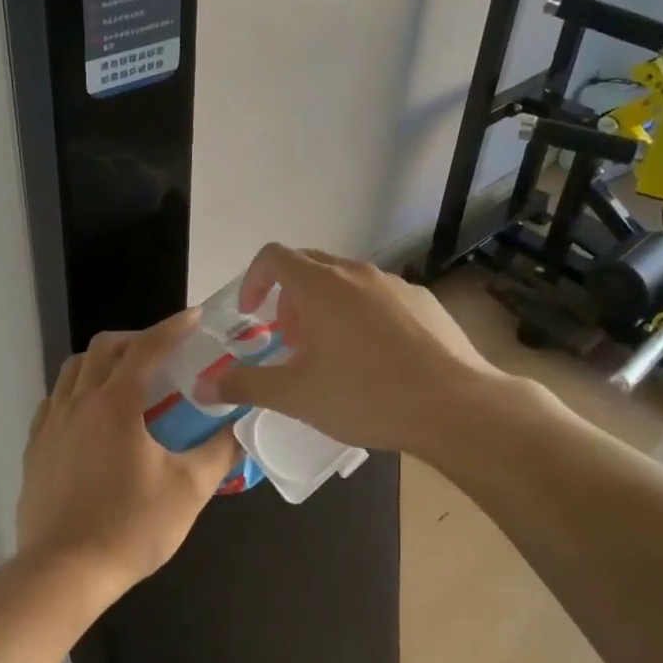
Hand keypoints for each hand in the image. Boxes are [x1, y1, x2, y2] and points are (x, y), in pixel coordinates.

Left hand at [15, 310, 240, 599]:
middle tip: (162, 353)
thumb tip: (240, 427)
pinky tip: (89, 414)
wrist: (62, 573)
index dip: (174, 327)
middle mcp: (80, 401)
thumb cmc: (130, 527)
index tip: (194, 317)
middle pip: (105, 348)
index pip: (148, 347)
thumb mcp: (189, 490)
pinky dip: (76, 390)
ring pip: (74, 369)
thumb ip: (219, 452)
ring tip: (125, 377)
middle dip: (136, 339)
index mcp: (117, 403)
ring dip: (102, 360)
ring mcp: (52, 423)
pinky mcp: (35, 447)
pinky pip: (54, 399)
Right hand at [198, 244, 542, 455]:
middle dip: (289, 298)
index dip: (253, 280)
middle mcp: (356, 272)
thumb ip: (246, 385)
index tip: (251, 315)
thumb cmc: (367, 395)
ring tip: (333, 355)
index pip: (273, 256)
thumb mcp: (297, 396)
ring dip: (326, 307)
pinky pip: (380, 297)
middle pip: (309, 265)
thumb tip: (205, 385)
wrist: (457, 406)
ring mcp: (395, 284)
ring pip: (346, 282)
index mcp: (321, 285)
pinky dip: (363, 315)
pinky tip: (378, 360)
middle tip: (290, 340)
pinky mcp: (424, 301)